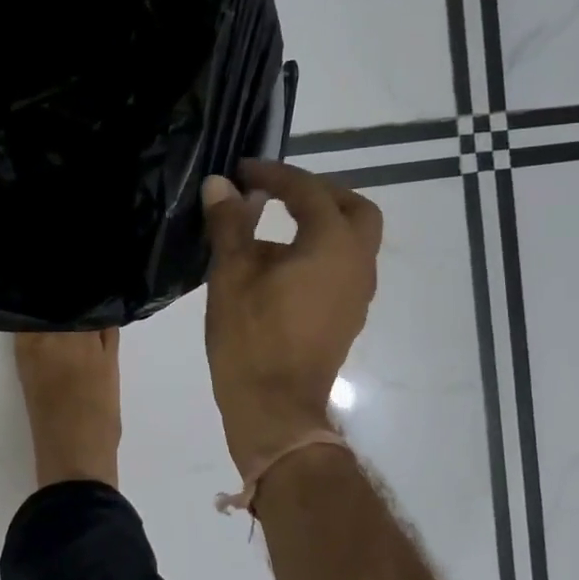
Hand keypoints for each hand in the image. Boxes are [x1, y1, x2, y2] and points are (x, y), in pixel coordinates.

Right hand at [201, 160, 382, 476]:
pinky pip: (343, 267)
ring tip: (273, 226)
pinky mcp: (348, 316)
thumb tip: (220, 185)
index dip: (275, 175)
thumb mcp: (231, 275)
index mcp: (333, 246)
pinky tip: (282, 266)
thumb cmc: (252, 339)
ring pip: (353, 240)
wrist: (275, 409)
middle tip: (279, 193)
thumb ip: (230, 223)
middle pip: (353, 209)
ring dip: (321, 223)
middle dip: (318, 193)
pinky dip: (321, 251)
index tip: (244, 170)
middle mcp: (358, 264)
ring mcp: (358, 294)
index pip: (310, 191)